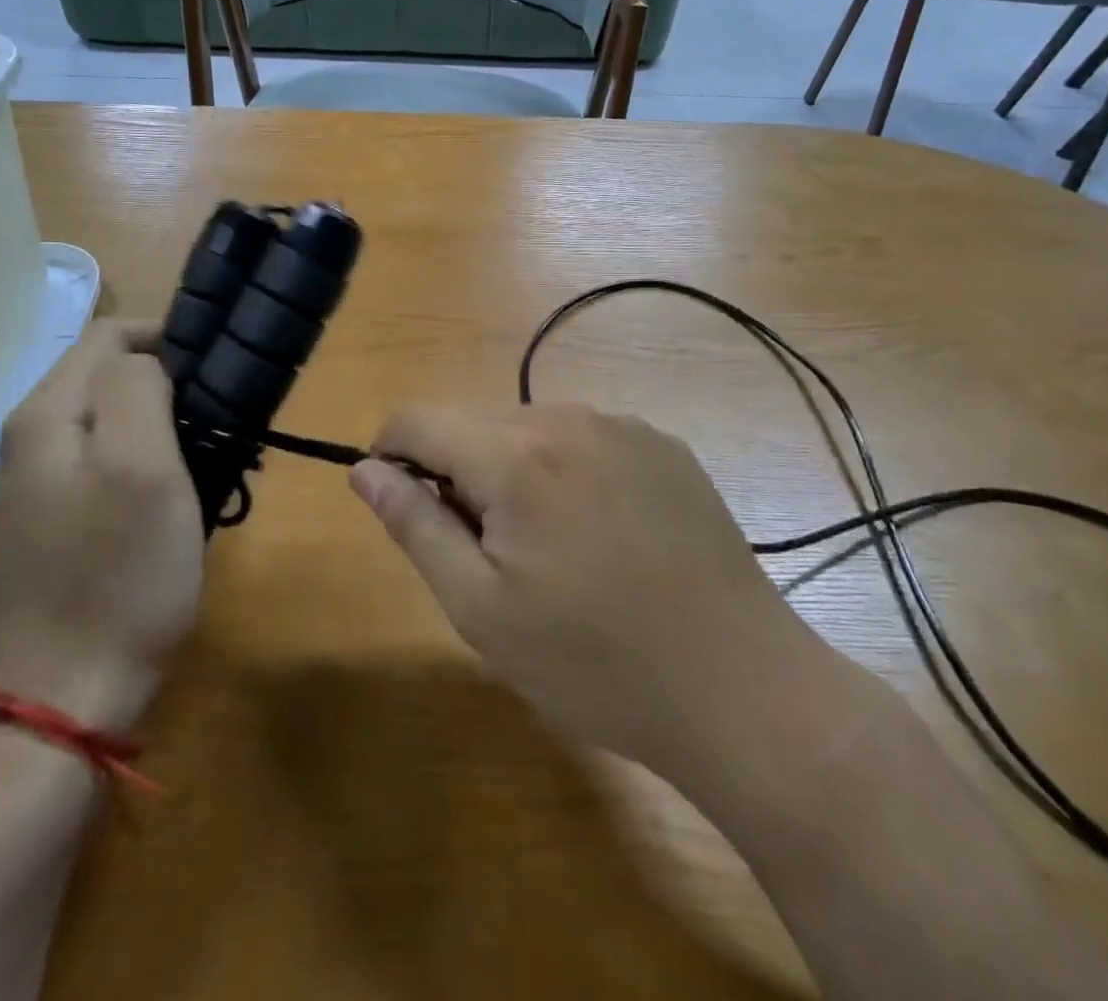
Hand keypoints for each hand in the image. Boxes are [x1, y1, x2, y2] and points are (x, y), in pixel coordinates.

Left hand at [0, 321, 202, 720]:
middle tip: (219, 422)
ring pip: (107, 424)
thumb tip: (147, 360)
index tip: (218, 370)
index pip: (108, 335)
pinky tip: (171, 501)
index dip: (166, 338)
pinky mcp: (50, 527)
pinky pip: (102, 468)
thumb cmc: (115, 576)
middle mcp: (27, 441)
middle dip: (166, 386)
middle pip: (104, 378)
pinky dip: (143, 468)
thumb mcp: (142, 465)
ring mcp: (33, 488)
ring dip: (160, 429)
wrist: (61, 703)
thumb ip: (138, 388)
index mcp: (44, 415)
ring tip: (206, 459)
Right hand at [349, 404, 829, 775]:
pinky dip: (566, 472)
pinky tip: (603, 536)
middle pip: (475, 424)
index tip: (401, 505)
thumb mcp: (481, 608)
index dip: (390, 454)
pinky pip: (585, 440)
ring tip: (549, 550)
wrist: (742, 689)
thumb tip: (365, 469)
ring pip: (529, 429)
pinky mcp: (664, 445)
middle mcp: (566, 418)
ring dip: (513, 471)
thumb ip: (415, 525)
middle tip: (487, 554)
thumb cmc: (594, 662)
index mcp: (514, 456)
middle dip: (458, 473)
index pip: (417, 420)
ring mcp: (623, 426)